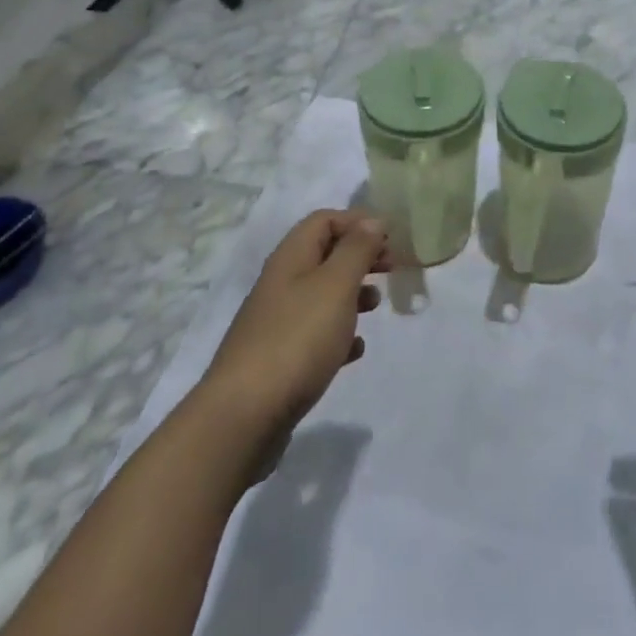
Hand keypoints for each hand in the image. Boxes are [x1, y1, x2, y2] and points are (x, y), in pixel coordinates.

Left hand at [198, 211, 389, 457]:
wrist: (244, 416)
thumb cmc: (297, 339)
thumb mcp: (336, 285)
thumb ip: (356, 250)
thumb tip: (372, 220)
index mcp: (292, 256)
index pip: (325, 219)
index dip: (358, 221)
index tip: (389, 238)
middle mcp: (282, 282)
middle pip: (325, 254)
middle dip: (359, 256)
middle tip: (391, 268)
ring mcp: (278, 321)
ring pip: (322, 294)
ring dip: (352, 294)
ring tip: (375, 307)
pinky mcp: (279, 358)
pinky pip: (315, 333)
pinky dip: (339, 334)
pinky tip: (355, 350)